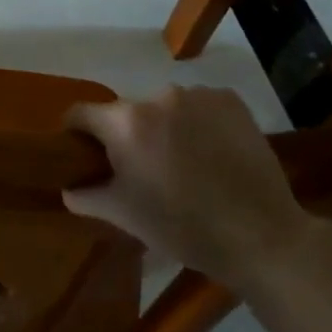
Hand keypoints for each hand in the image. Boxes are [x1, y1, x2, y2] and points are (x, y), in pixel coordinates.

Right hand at [62, 85, 320, 287]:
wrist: (263, 236)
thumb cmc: (182, 227)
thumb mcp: (124, 216)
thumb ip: (87, 196)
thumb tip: (68, 188)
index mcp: (125, 123)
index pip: (81, 114)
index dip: (76, 134)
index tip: (85, 155)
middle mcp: (157, 97)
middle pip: (126, 112)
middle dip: (126, 135)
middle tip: (141, 169)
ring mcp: (198, 95)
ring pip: (164, 108)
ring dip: (164, 127)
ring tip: (182, 163)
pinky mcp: (231, 101)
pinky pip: (199, 106)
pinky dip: (197, 122)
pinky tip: (210, 152)